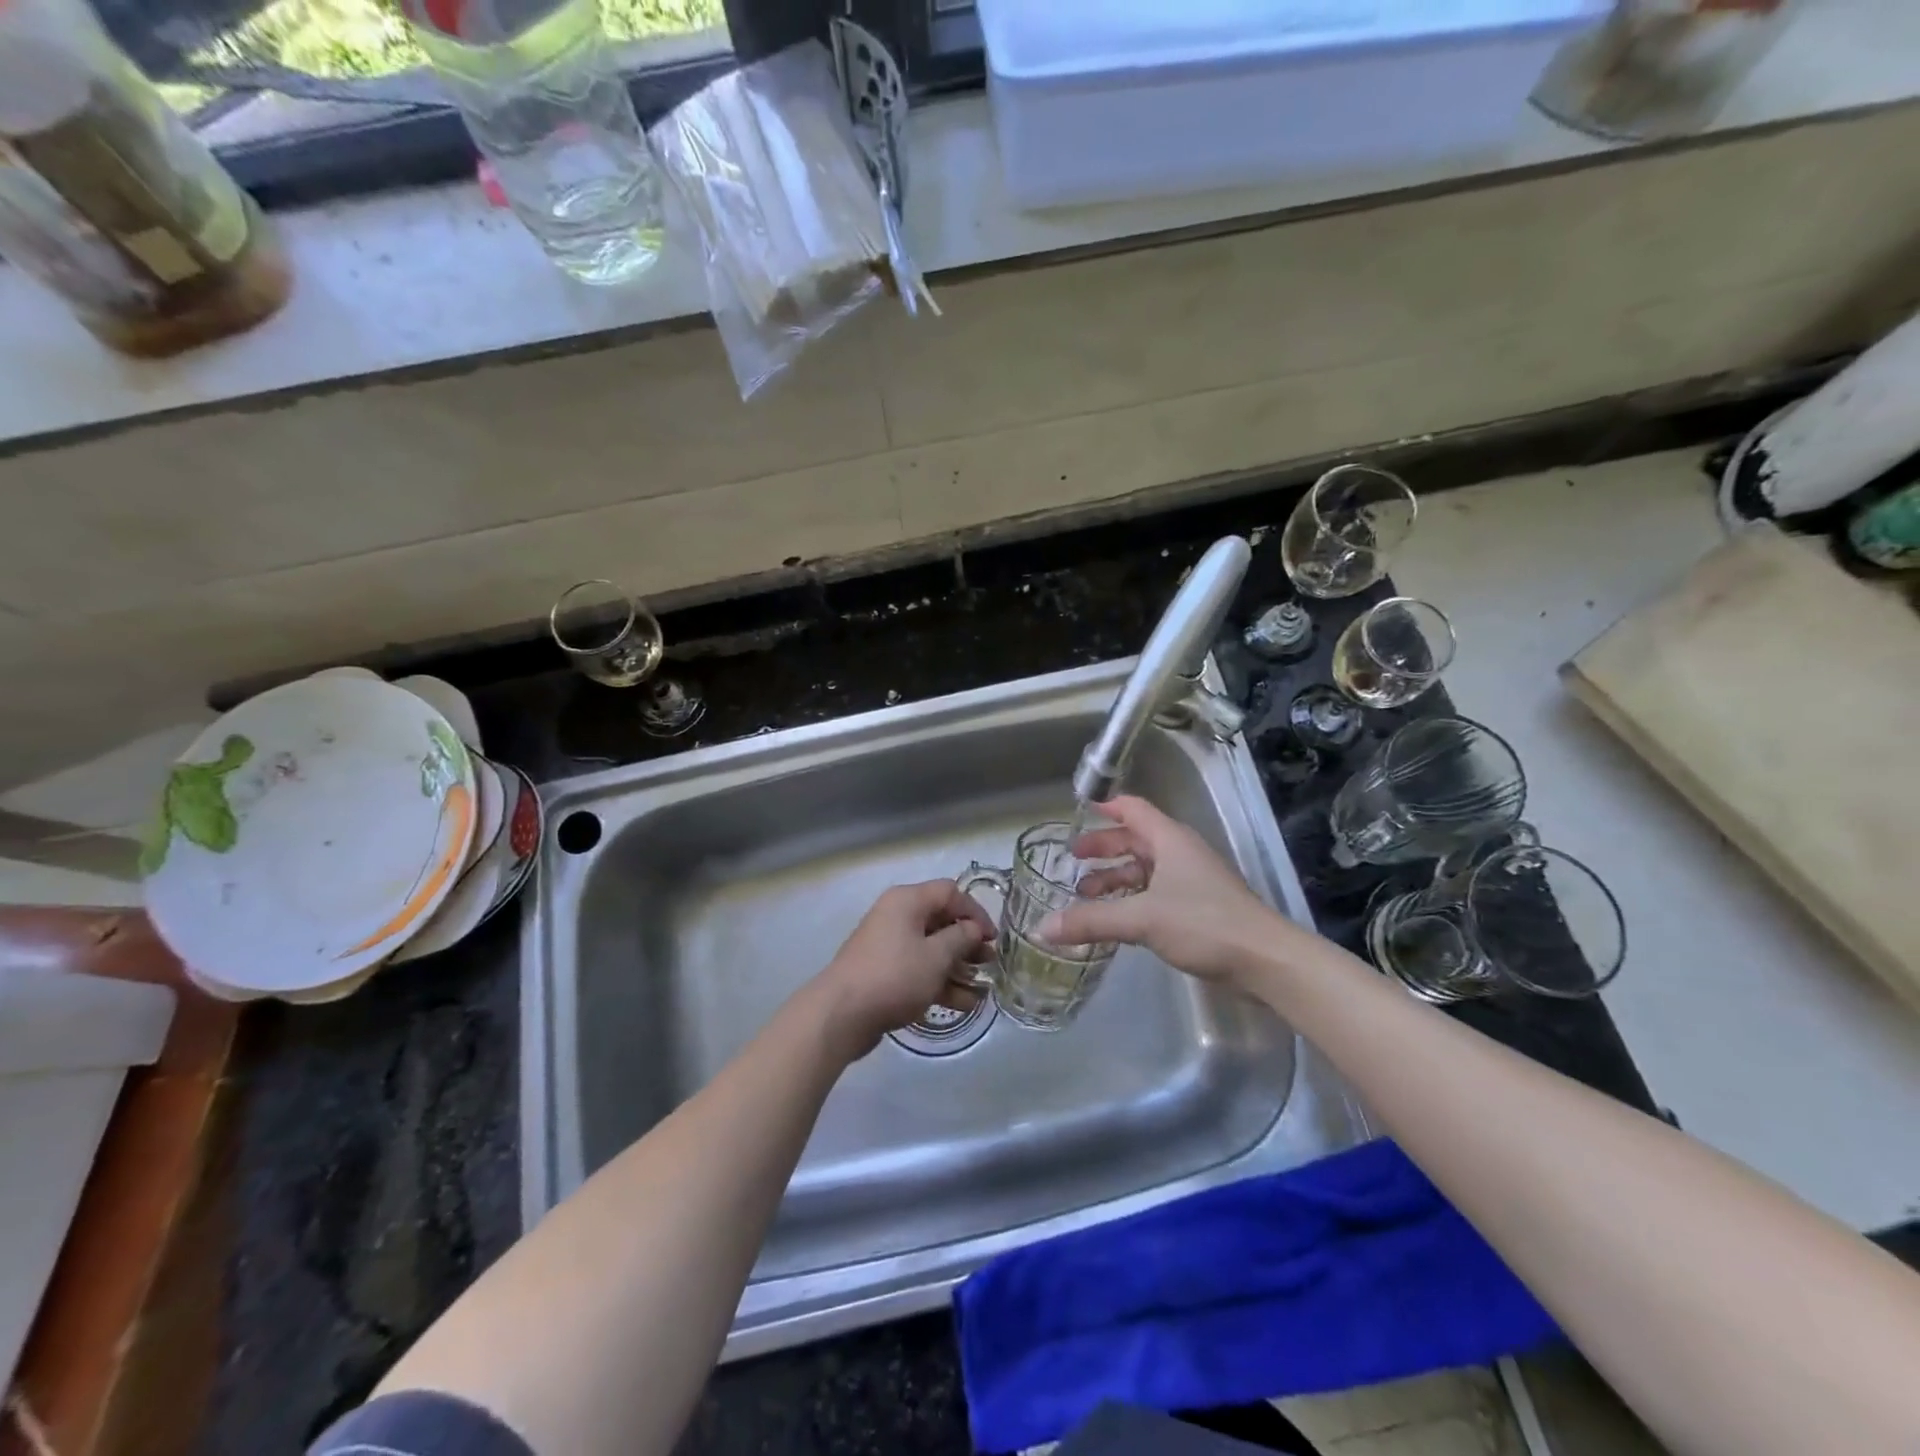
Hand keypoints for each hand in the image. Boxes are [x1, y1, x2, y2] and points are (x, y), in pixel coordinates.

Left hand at [811, 880, 996, 1061]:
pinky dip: (939, 982)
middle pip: (941, 921)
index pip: (950, 892)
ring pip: (931, 949)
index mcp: (907, 901)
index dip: (975, 912)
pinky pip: (918, 970)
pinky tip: (962, 1004)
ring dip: (957, 968)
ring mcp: (888, 945)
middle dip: (968, 944)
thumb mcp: (936, 956)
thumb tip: (973, 929)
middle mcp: (897, 916)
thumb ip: (961, 939)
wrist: (841, 1014)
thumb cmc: (894, 976)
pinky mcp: (884, 972)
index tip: (993, 938)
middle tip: (990, 965)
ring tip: (981, 991)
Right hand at [1038, 795, 1308, 989]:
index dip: (1105, 807)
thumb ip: (1091, 921)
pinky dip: (1132, 898)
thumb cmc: (1204, 924)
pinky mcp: (1199, 907)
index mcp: (1169, 840)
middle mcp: (1180, 852)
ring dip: (1116, 877)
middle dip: (1103, 848)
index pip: (1132, 808)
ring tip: (1086, 894)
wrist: (1265, 959)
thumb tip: (1042, 927)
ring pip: (1146, 868)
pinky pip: (1156, 893)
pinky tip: (1117, 919)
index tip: (1078, 811)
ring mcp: (1192, 880)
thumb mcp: (1141, 919)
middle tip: (1073, 860)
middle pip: (1135, 839)